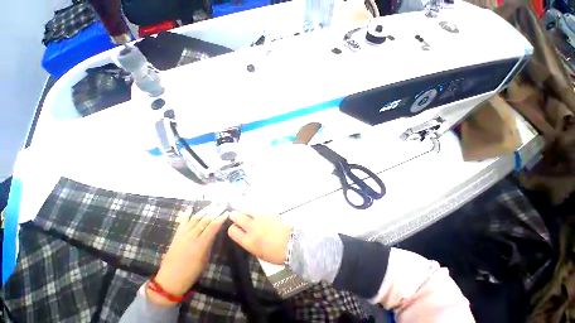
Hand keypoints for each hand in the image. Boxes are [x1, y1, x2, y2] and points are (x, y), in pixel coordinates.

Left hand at [148, 203, 227, 306]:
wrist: (168, 281)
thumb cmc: (191, 273)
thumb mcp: (205, 259)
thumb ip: (210, 243)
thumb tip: (215, 231)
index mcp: (200, 244)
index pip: (213, 226)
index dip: (221, 218)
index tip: (228, 212)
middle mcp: (191, 237)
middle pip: (205, 220)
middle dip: (216, 210)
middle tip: (223, 203)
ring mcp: (182, 235)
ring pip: (195, 218)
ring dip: (205, 209)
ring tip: (214, 203)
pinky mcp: (176, 236)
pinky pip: (182, 222)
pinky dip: (186, 214)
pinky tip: (190, 207)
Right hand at [227, 204, 292, 264]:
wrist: (291, 243)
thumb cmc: (274, 253)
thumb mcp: (256, 251)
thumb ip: (247, 240)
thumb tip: (243, 232)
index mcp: (248, 241)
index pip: (232, 230)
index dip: (232, 228)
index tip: (235, 227)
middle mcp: (252, 227)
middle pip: (237, 216)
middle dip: (235, 215)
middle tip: (235, 215)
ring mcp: (261, 217)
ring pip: (247, 208)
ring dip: (244, 210)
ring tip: (245, 211)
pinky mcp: (269, 211)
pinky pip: (258, 207)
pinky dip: (255, 208)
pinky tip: (257, 211)